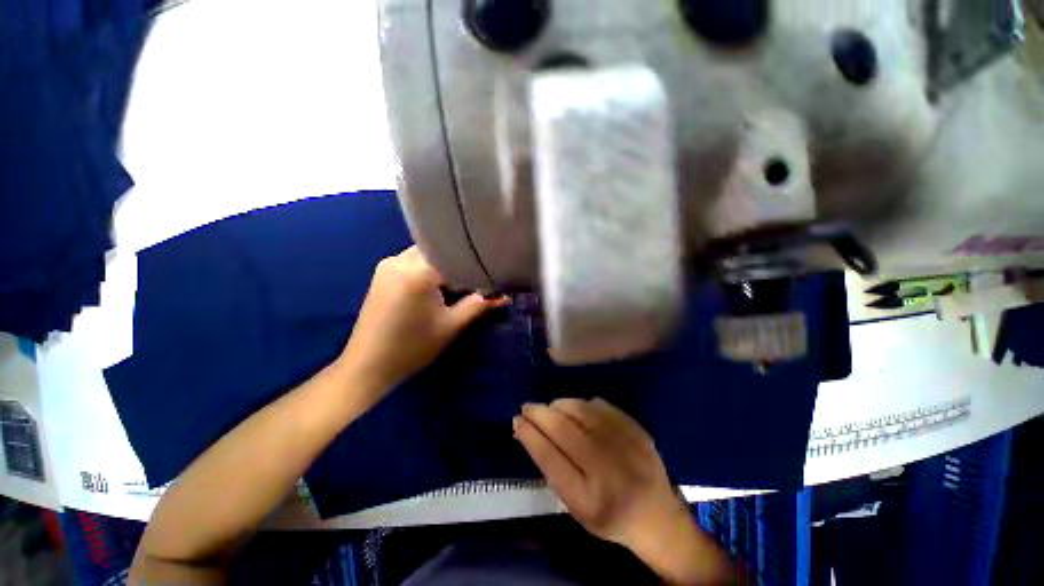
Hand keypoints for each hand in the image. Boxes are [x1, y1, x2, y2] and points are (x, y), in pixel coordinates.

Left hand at [339, 246, 508, 402]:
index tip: (489, 276)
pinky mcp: (382, 273)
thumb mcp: (451, 325)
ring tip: (458, 285)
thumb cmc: (412, 348)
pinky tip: (437, 287)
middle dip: (459, 264)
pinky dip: (429, 269)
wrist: (367, 365)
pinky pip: (413, 261)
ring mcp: (388, 265)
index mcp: (417, 272)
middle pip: (440, 251)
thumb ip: (479, 305)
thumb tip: (506, 295)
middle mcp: (399, 260)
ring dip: (444, 267)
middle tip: (475, 281)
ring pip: (427, 255)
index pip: (455, 256)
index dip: (474, 266)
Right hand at [514, 399, 736, 584]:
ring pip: (579, 410)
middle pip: (562, 429)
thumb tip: (527, 432)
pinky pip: (599, 405)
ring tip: (549, 408)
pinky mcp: (635, 428)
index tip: (517, 421)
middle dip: (539, 413)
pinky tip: (575, 410)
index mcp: (588, 498)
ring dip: (558, 405)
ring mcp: (624, 444)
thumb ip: (551, 469)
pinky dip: (581, 404)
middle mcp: (606, 469)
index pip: (549, 457)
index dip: (530, 435)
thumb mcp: (575, 506)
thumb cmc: (608, 515)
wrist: (657, 515)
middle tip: (527, 407)